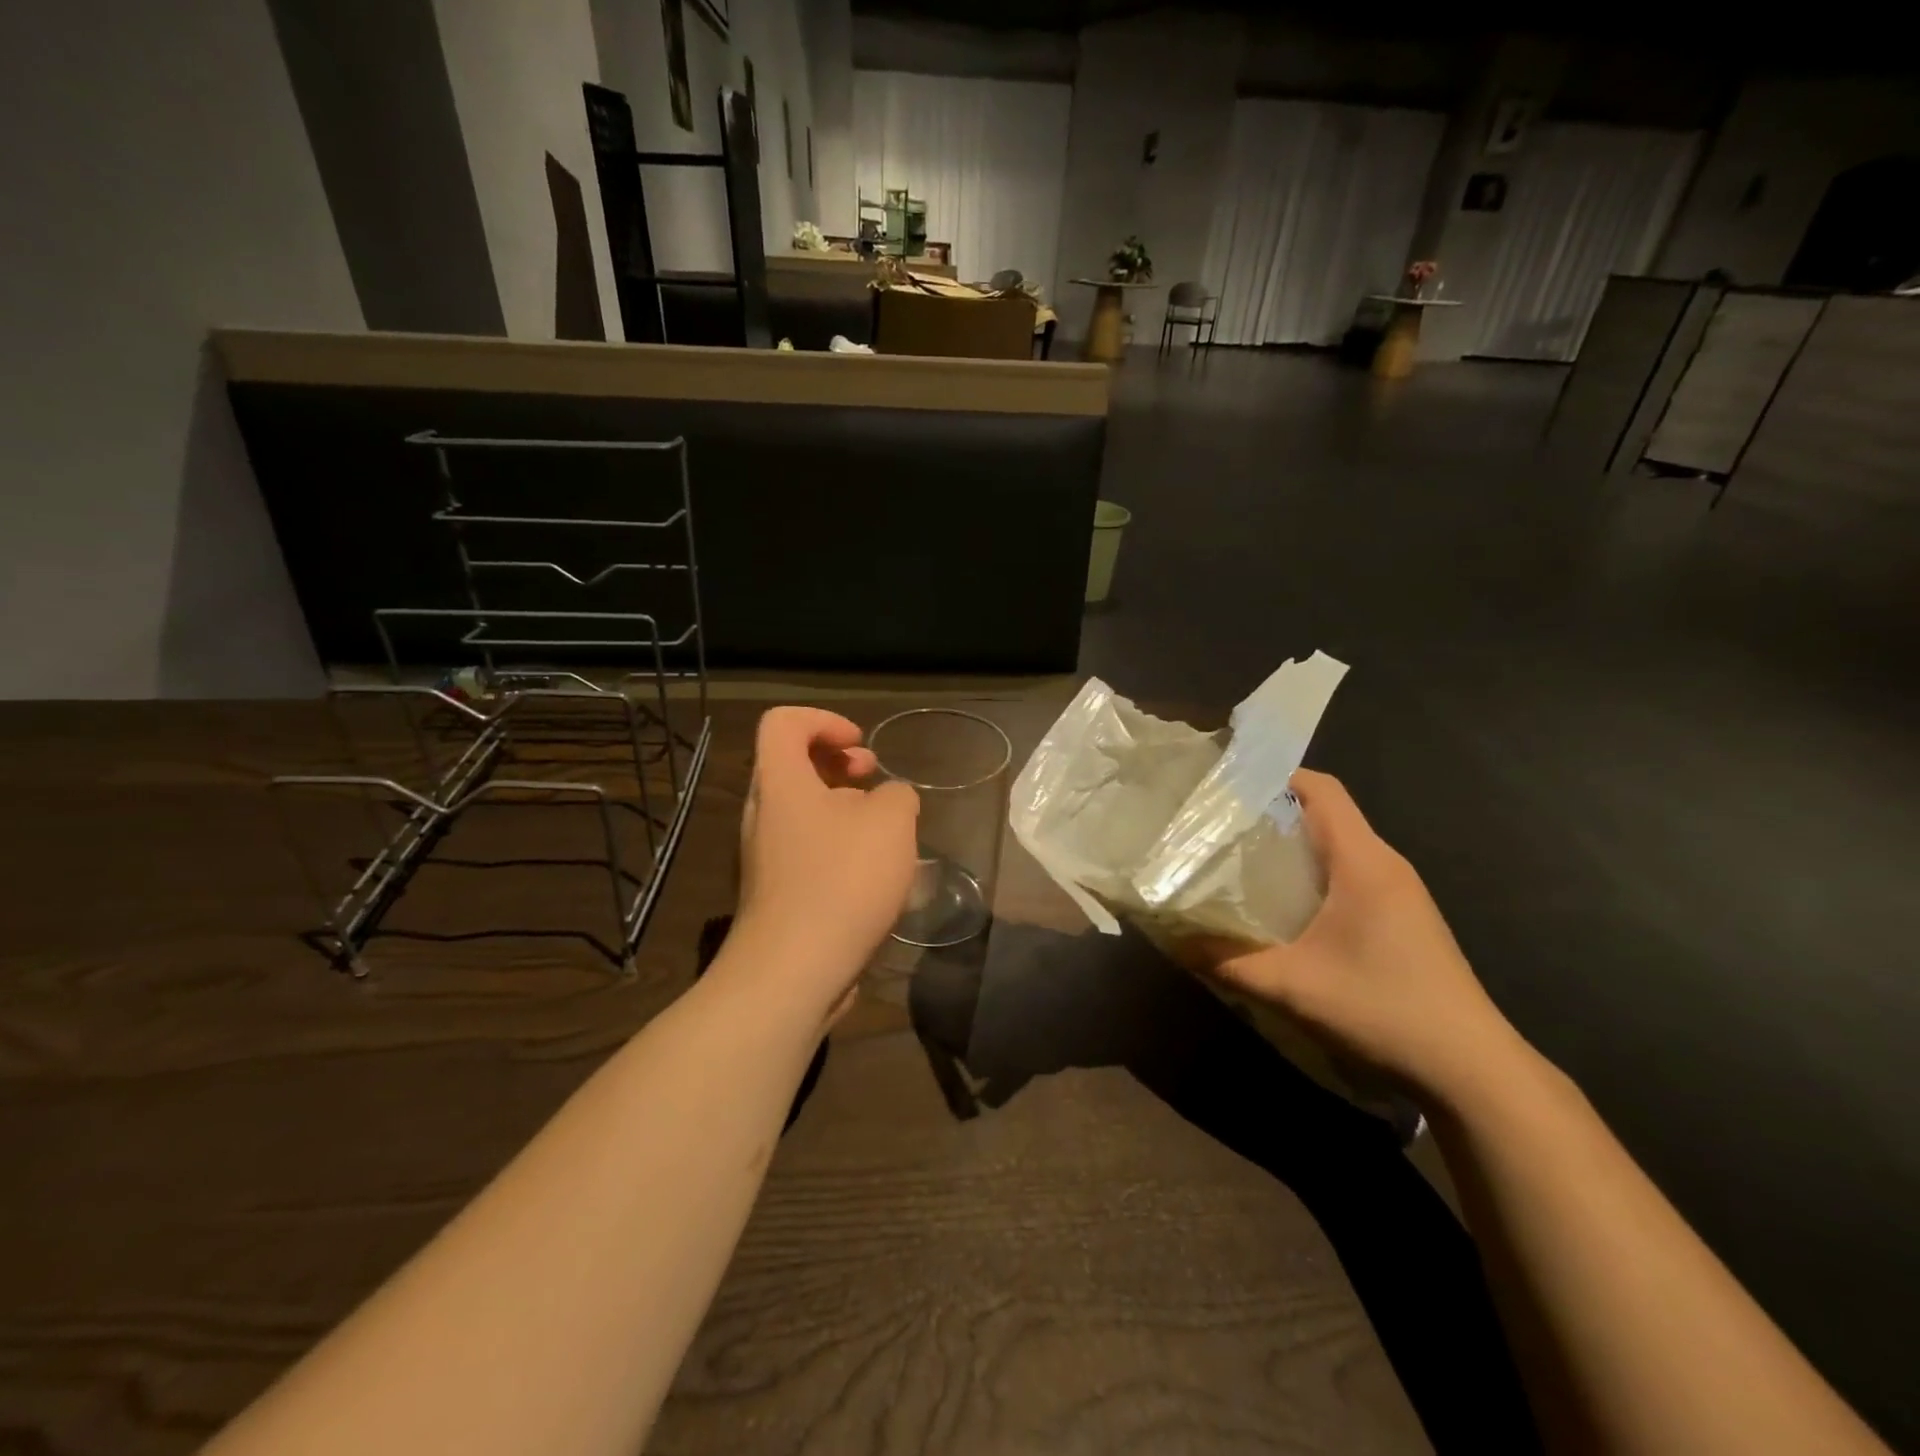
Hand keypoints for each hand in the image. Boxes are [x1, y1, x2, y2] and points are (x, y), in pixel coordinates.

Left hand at [729, 707, 919, 1018]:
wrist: (793, 971)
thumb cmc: (841, 881)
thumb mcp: (891, 822)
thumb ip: (897, 795)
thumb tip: (890, 801)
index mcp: (780, 783)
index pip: (783, 722)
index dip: (824, 721)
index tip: (861, 746)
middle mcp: (762, 814)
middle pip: (792, 765)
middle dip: (838, 764)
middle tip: (874, 781)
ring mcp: (764, 857)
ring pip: (802, 811)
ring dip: (844, 809)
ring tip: (885, 833)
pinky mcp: (775, 893)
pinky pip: (804, 851)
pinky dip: (836, 847)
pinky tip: (871, 877)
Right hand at [1193, 769, 1524, 1101]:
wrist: (1472, 1070)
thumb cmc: (1384, 1010)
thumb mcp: (1291, 986)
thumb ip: (1226, 960)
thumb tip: (1172, 939)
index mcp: (1363, 861)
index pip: (1321, 789)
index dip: (1274, 777)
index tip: (1225, 789)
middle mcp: (1384, 865)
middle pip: (1324, 814)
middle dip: (1270, 815)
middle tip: (1217, 830)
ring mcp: (1399, 893)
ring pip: (1336, 847)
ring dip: (1290, 849)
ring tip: (1238, 865)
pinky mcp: (1402, 918)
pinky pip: (1349, 875)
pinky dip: (1311, 876)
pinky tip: (1283, 910)